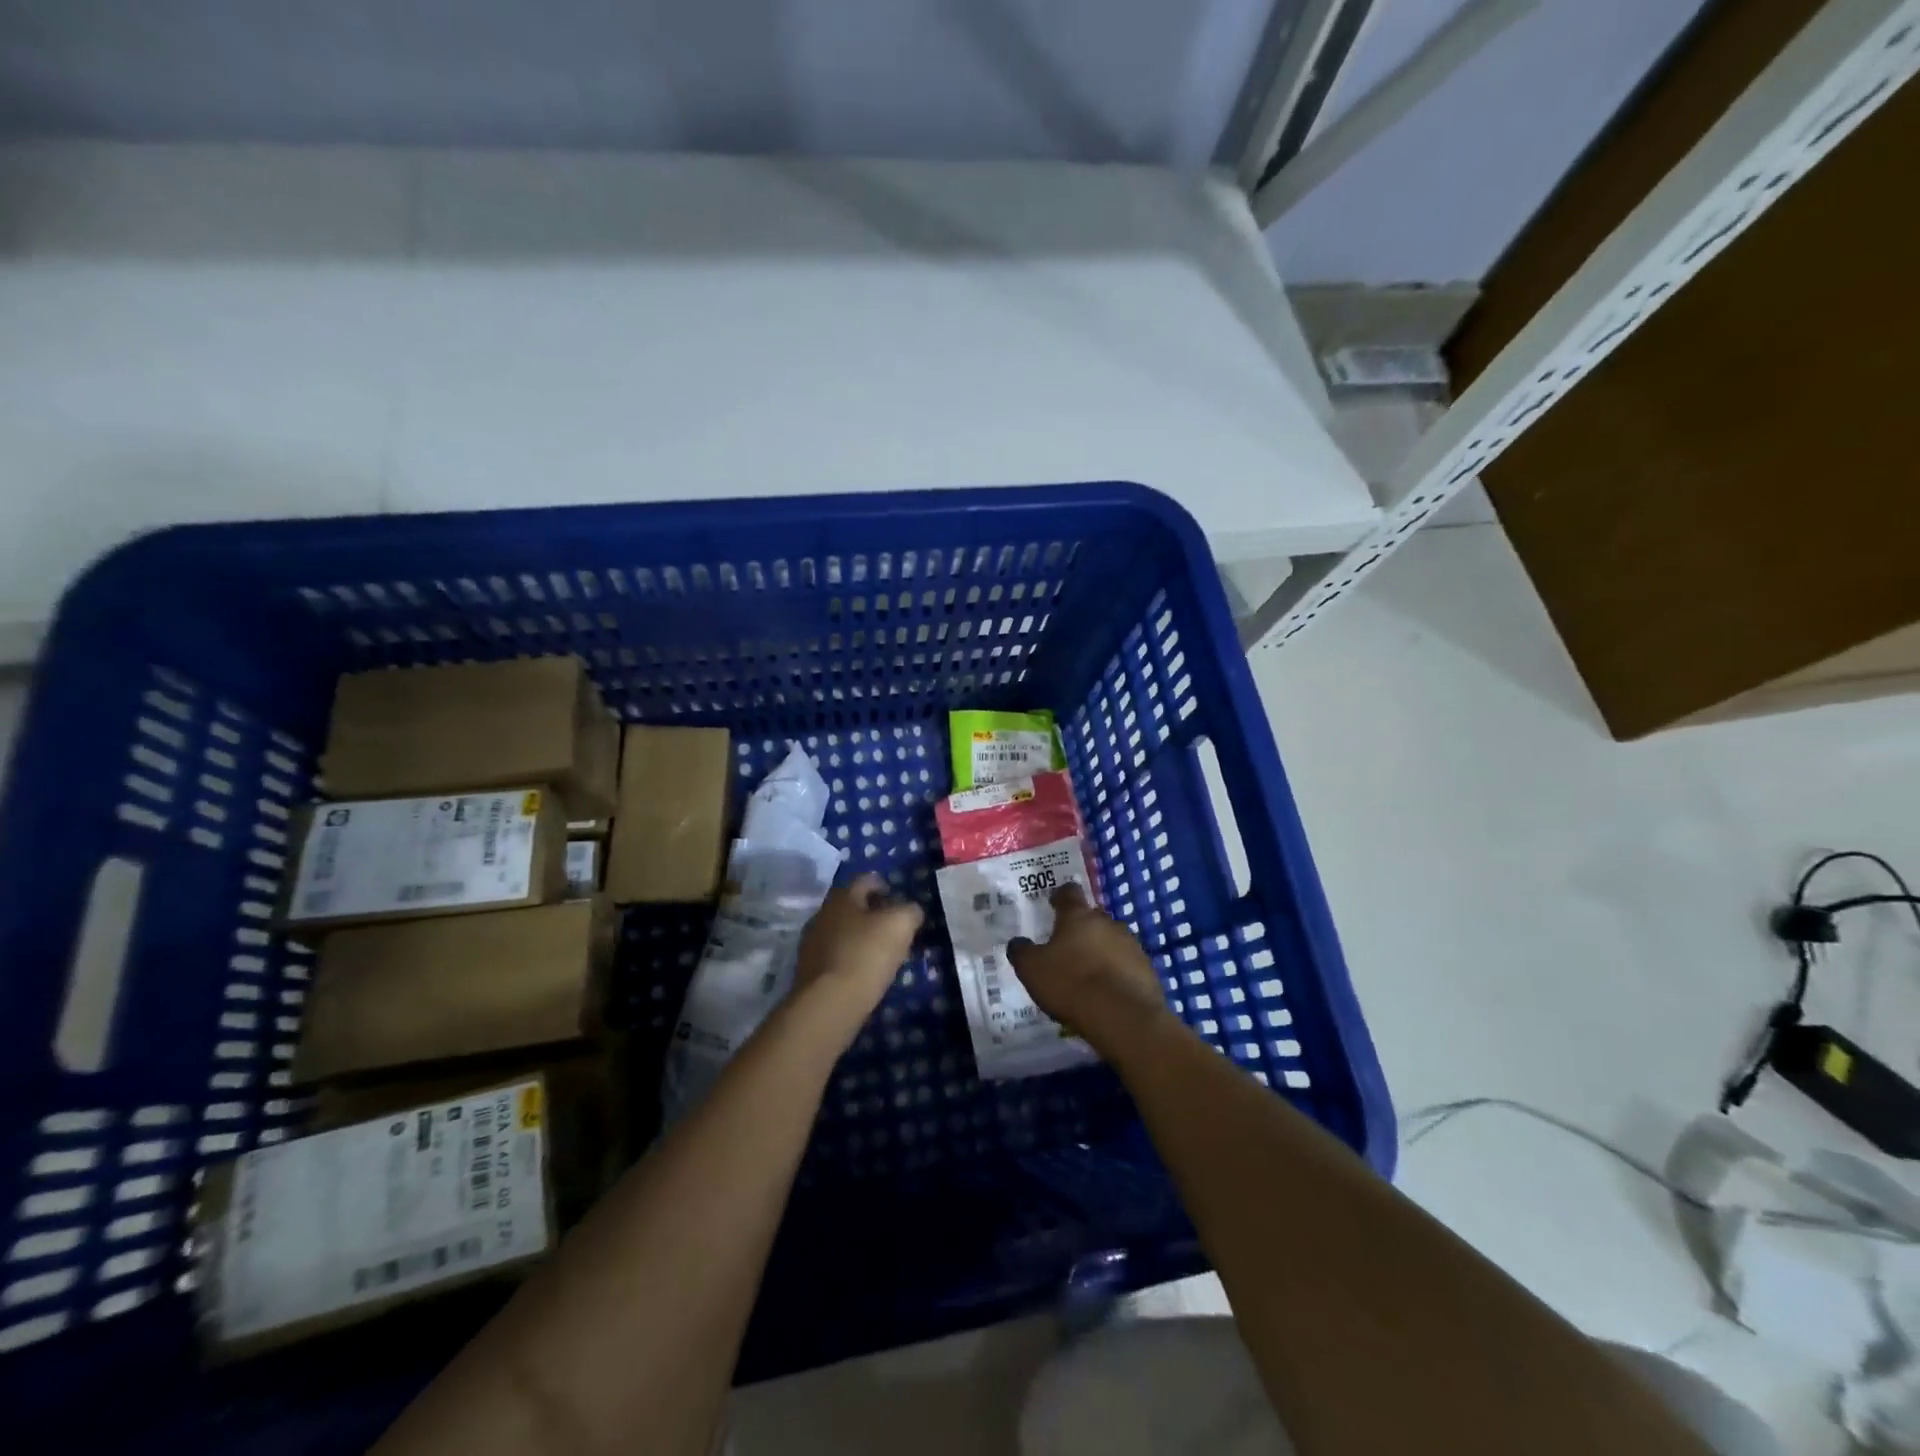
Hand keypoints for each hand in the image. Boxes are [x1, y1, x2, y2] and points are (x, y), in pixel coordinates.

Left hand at [792, 873, 924, 1043]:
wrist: (829, 1003)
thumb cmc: (866, 954)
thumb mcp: (900, 925)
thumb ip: (910, 911)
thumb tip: (911, 911)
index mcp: (842, 896)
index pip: (865, 880)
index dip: (884, 886)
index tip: (899, 901)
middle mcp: (822, 913)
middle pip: (852, 906)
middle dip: (872, 914)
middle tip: (894, 929)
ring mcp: (811, 943)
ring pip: (842, 932)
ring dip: (860, 938)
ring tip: (881, 954)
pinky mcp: (808, 971)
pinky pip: (835, 957)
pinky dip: (850, 960)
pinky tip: (864, 974)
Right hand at [1007, 884, 1169, 1049]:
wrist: (1122, 1016)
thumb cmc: (1071, 984)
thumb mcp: (1032, 970)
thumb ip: (1022, 952)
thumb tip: (1017, 942)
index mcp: (1077, 916)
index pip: (1069, 893)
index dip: (1060, 896)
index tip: (1054, 902)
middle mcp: (1107, 922)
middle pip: (1093, 916)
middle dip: (1082, 927)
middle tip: (1069, 944)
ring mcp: (1130, 944)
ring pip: (1112, 939)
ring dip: (1101, 949)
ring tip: (1089, 971)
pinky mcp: (1146, 968)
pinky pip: (1127, 963)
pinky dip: (1117, 971)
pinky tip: (1108, 989)